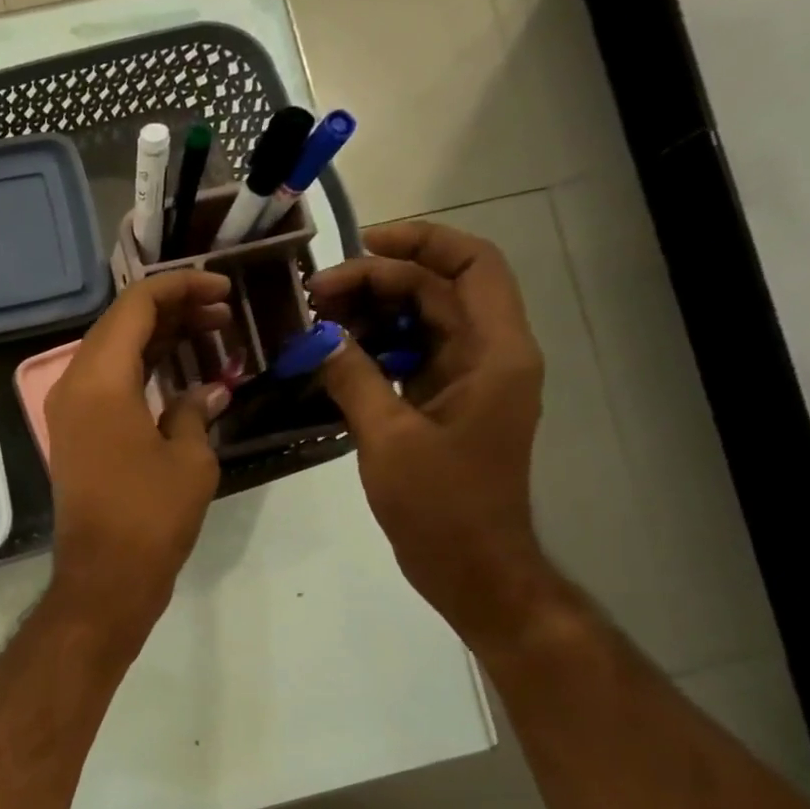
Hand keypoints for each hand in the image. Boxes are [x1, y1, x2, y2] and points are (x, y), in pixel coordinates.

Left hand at [44, 272, 233, 645]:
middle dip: (172, 309)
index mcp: (99, 379)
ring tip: (211, 335)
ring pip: (112, 352)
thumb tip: (209, 388)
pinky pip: (106, 383)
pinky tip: (180, 372)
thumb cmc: (151, 515)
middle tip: (224, 314)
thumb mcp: (189, 457)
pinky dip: (141, 370)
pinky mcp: (74, 434)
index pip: (136, 305)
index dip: (182, 287)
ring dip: (158, 339)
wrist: (104, 577)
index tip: (225, 290)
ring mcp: (68, 410)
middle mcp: (73, 384)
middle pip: (120, 324)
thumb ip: (196, 408)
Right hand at [308, 220, 559, 650]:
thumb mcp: (389, 438)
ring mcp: (467, 381)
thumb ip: (353, 378)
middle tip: (314, 295)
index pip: (471, 267)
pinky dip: (373, 348)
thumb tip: (318, 337)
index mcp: (495, 354)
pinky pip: (409, 357)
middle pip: (439, 291)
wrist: (471, 565)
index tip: (359, 245)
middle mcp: (488, 356)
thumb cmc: (441, 505)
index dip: (421, 243)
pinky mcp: (444, 405)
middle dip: (379, 281)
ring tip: (317, 319)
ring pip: (422, 322)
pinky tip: (333, 354)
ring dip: (372, 313)